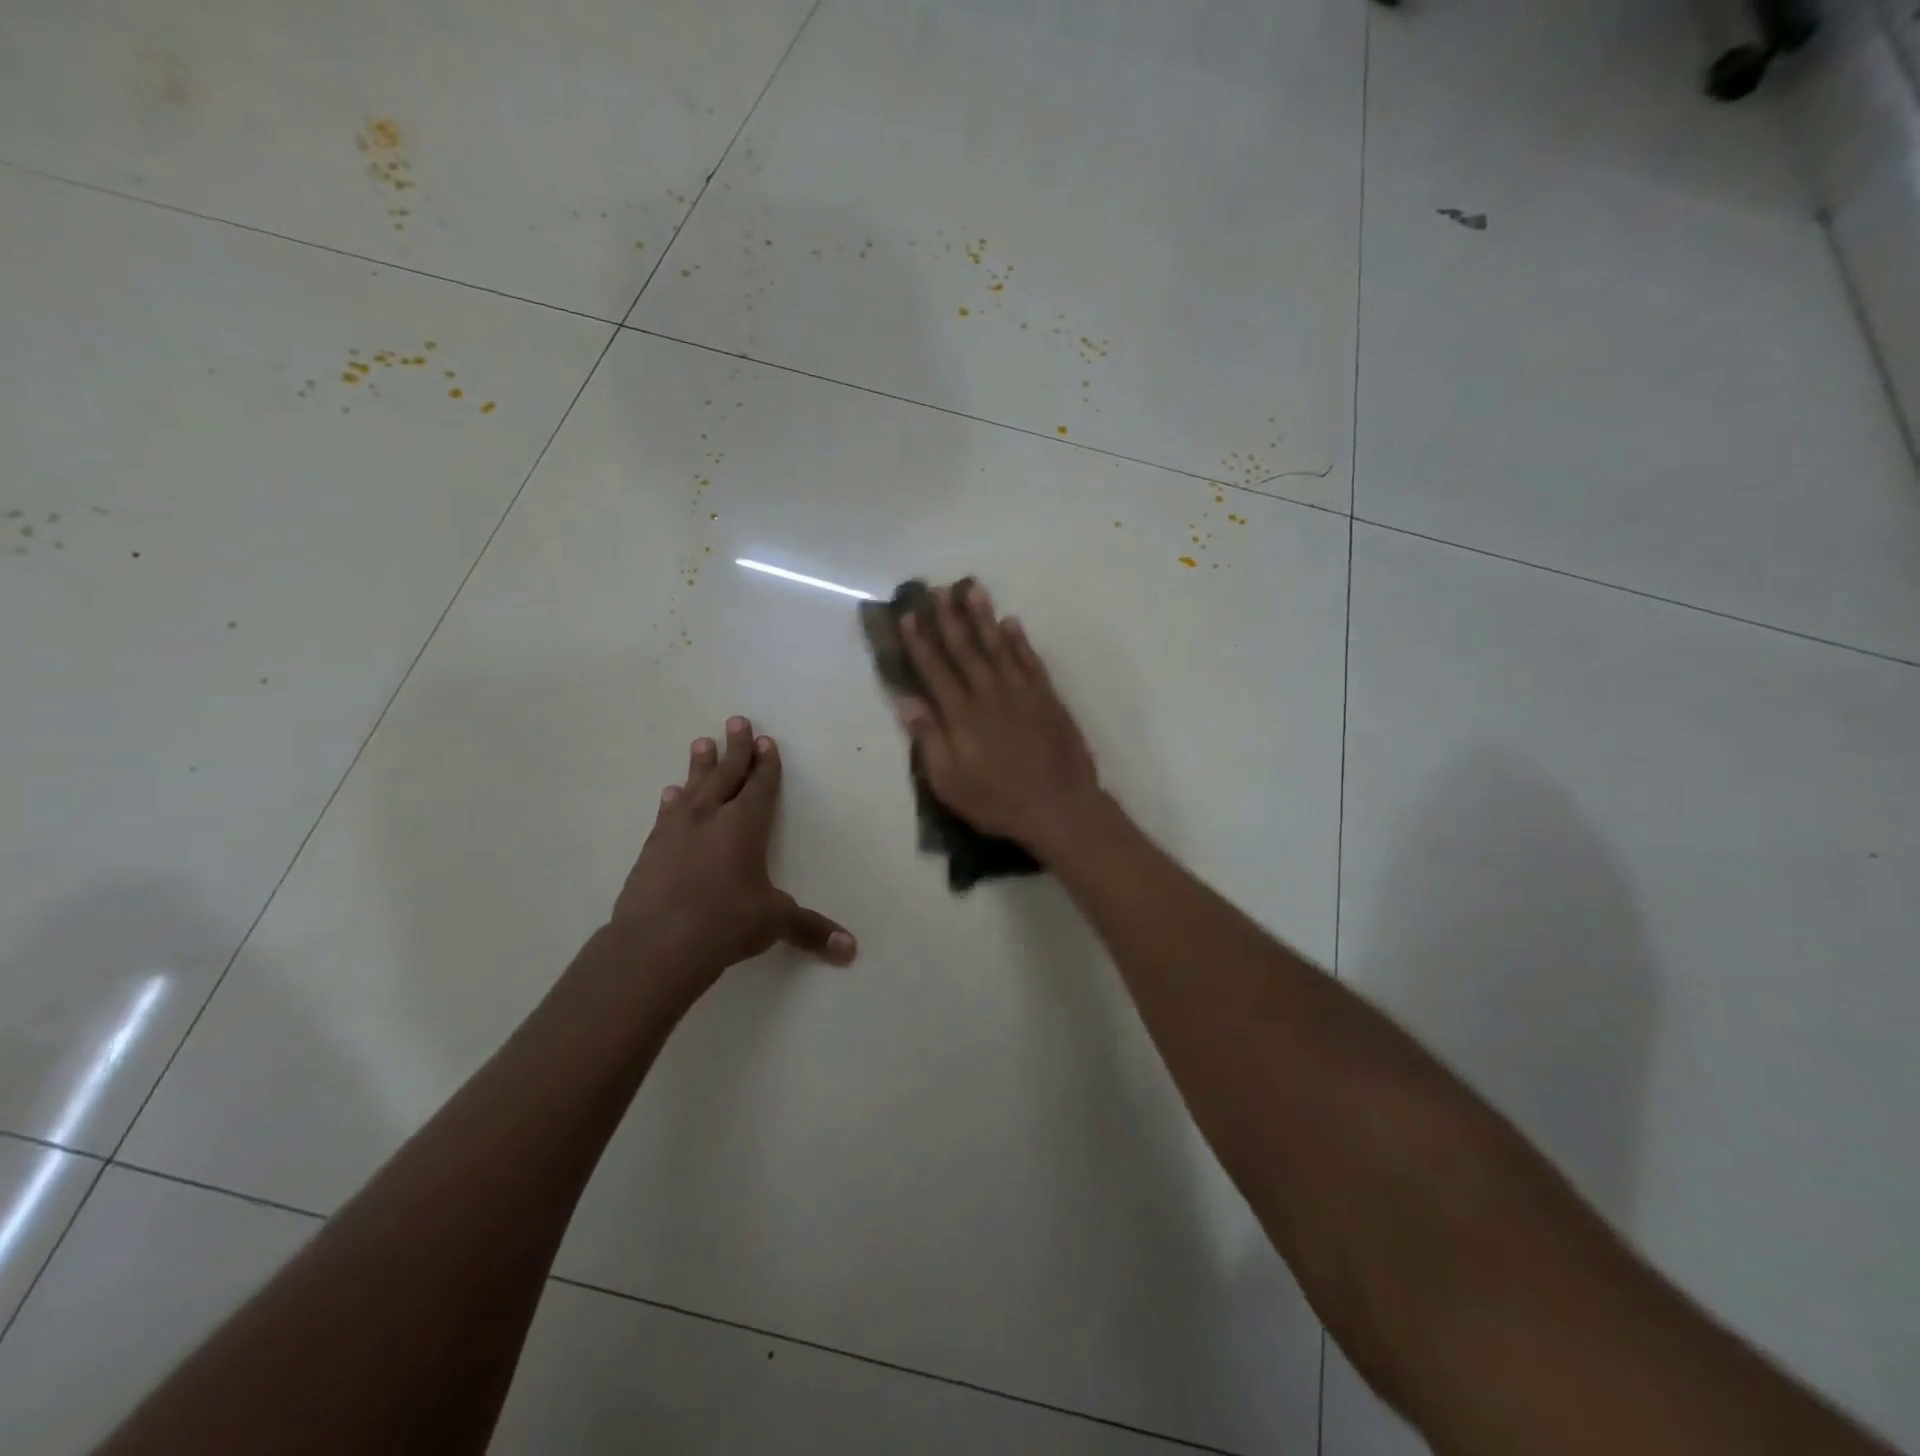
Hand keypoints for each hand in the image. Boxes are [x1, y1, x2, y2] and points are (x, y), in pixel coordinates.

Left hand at [606, 717, 855, 1009]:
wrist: (657, 944)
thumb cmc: (725, 923)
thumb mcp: (774, 922)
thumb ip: (811, 929)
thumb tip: (851, 949)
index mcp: (745, 826)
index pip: (759, 786)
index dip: (766, 764)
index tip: (766, 740)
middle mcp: (711, 818)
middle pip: (726, 774)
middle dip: (735, 748)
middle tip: (736, 721)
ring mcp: (676, 832)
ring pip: (693, 788)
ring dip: (700, 766)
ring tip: (701, 743)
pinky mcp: (651, 850)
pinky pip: (667, 815)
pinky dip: (673, 802)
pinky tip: (670, 795)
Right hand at [896, 586, 1102, 851]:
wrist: (1059, 807)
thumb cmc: (998, 800)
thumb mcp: (950, 782)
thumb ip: (928, 739)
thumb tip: (906, 701)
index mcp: (962, 715)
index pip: (935, 669)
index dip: (920, 641)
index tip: (909, 615)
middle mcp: (989, 693)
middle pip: (965, 648)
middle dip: (949, 617)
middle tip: (938, 589)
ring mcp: (1022, 692)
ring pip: (998, 645)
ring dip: (983, 617)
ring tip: (972, 589)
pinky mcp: (1047, 697)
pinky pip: (1030, 660)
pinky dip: (1019, 640)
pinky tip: (1011, 623)